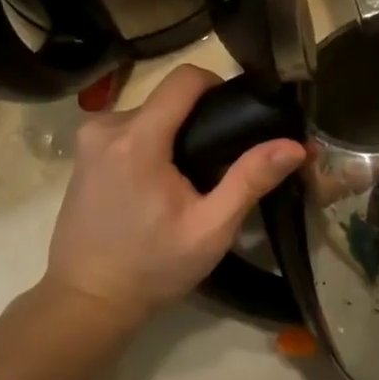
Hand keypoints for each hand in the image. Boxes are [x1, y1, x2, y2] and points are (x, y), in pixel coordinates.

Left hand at [41, 64, 304, 320]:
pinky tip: (161, 181)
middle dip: (198, 119)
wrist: (87, 301)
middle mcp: (106, 127)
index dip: (217, 85)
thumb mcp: (211, 229)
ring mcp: (89, 139)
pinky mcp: (83, 154)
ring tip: (193, 175)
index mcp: (138, 139)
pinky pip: (129, 129)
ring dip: (175, 132)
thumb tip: (295, 145)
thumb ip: (250, 180)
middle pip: (168, 97)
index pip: (184, 78)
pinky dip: (152, 142)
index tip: (237, 116)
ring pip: (149, 112)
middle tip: (221, 160)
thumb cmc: (152, 267)